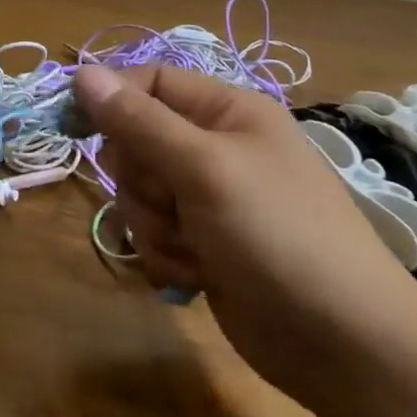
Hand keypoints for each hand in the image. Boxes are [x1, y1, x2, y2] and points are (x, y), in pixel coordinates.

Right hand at [72, 63, 416, 412]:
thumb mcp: (204, 169)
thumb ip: (139, 122)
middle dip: (141, 180)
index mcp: (227, 111)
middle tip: (171, 201)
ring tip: (194, 247)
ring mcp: (209, 199)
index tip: (72, 127)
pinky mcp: (203, 243)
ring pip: (139, 193)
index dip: (110, 100)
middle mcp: (216, 147)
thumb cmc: (279, 235)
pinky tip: (198, 274)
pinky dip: (166, 254)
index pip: (149, 82)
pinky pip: (154, 232)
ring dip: (153, 224)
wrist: (344, 345)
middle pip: (136, 141)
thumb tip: (82, 71)